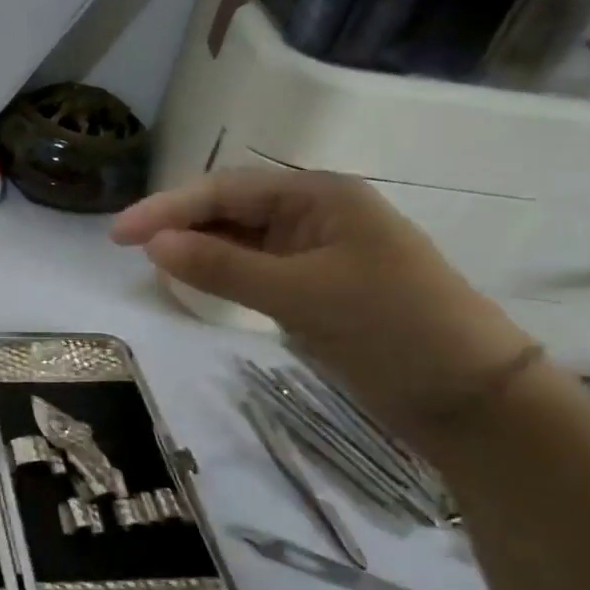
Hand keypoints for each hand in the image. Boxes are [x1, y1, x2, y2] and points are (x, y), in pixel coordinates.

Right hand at [112, 170, 533, 437]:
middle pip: (231, 208)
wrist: (471, 398)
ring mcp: (316, 252)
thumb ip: (222, 268)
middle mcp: (314, 214)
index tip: (118, 235)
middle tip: (126, 247)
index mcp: (319, 196)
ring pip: (240, 239)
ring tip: (150, 262)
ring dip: (198, 247)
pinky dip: (222, 272)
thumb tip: (152, 245)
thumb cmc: (392, 329)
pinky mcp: (315, 288)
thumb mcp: (301, 294)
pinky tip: (195, 280)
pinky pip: (255, 268)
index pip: (226, 191)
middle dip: (178, 223)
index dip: (168, 209)